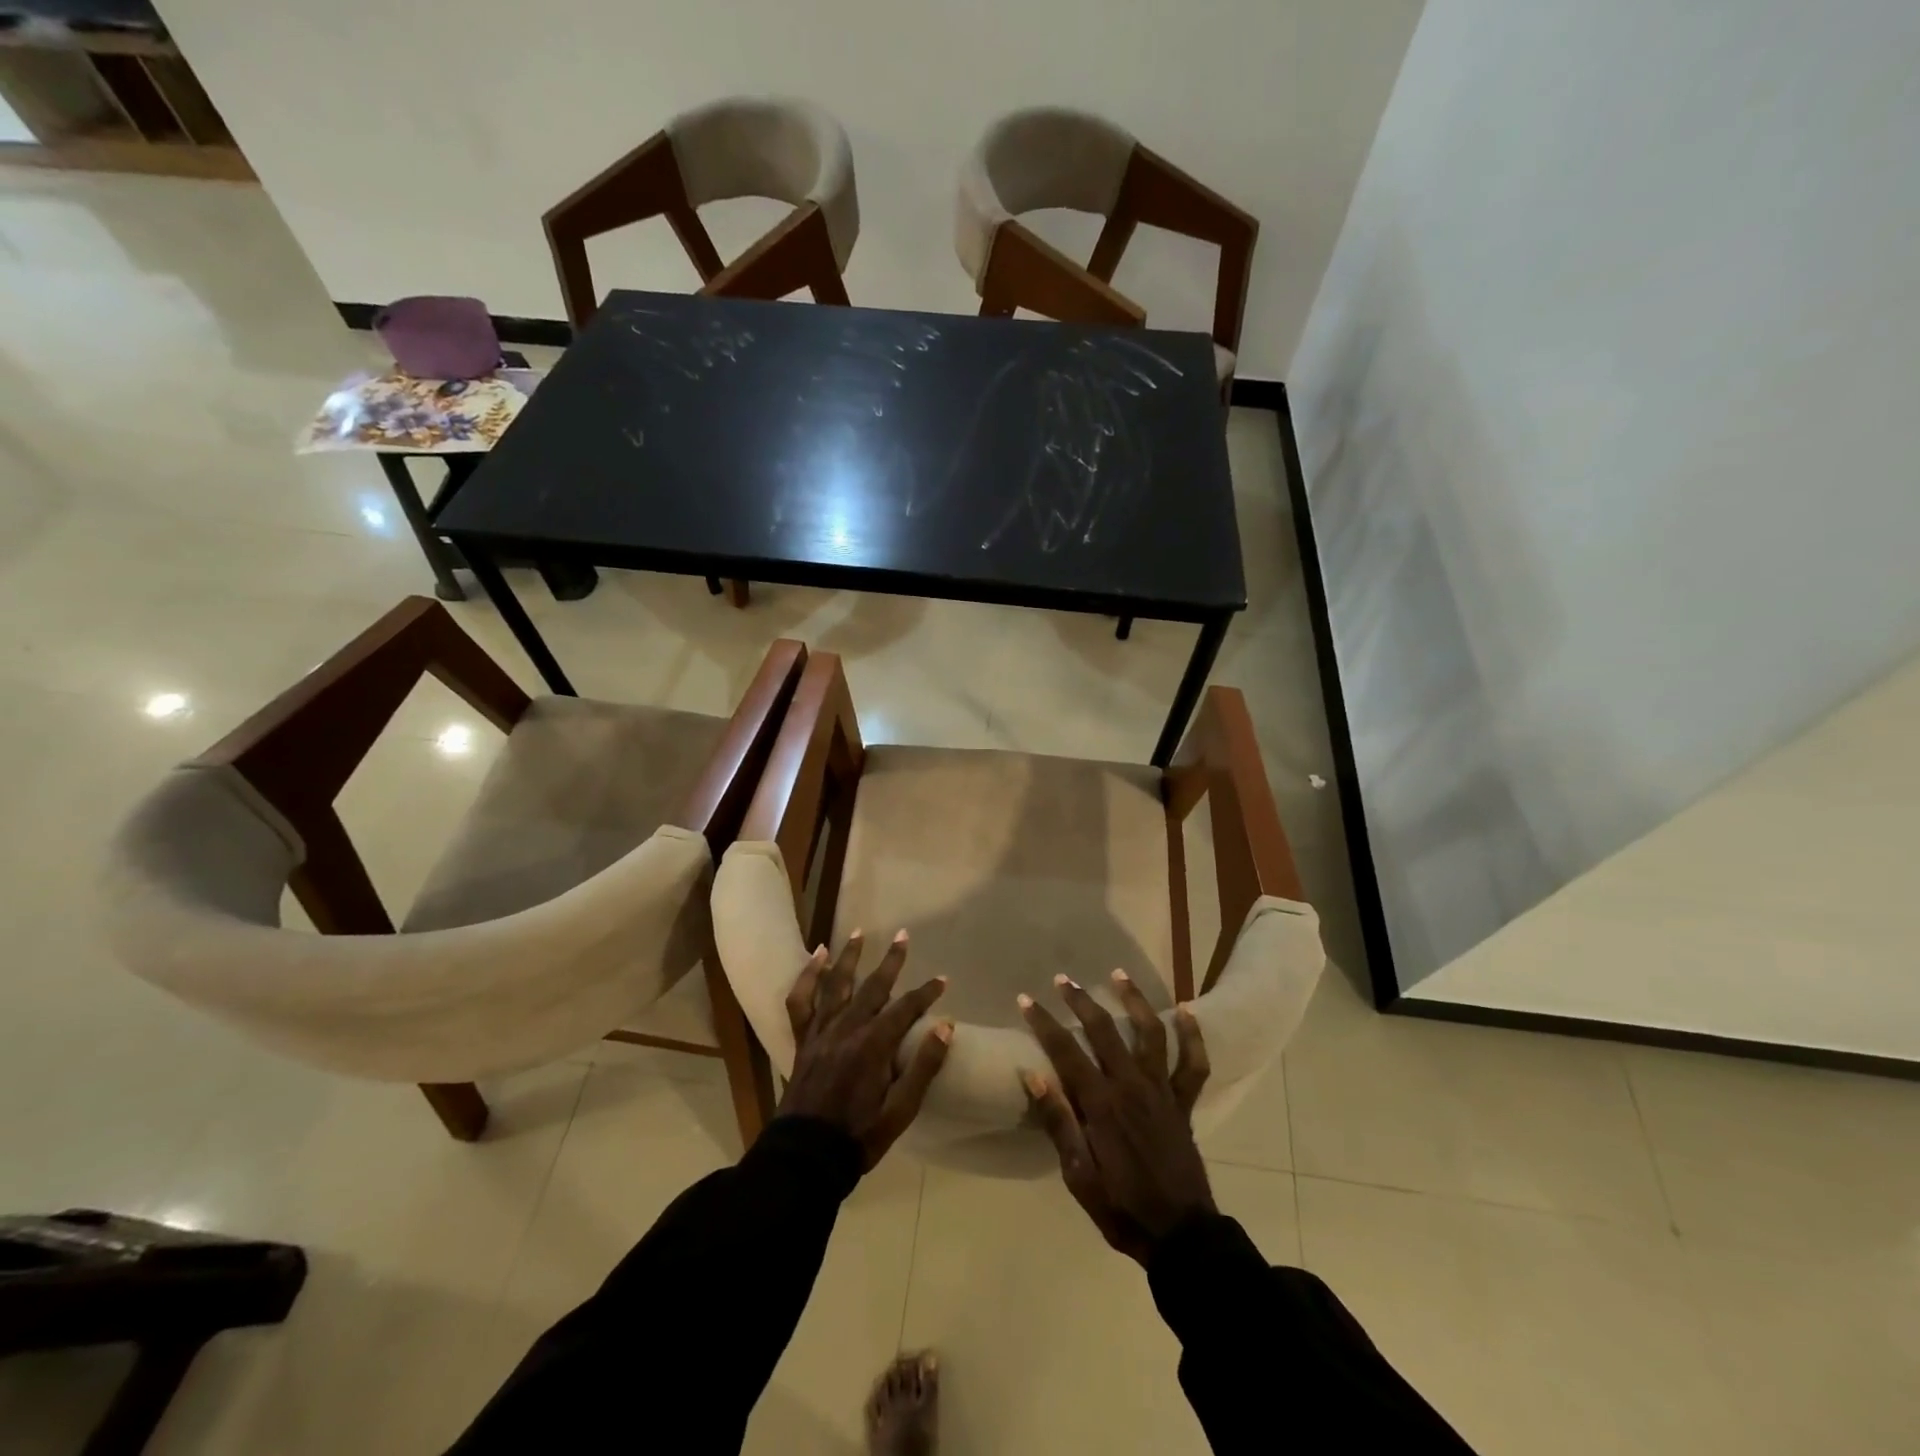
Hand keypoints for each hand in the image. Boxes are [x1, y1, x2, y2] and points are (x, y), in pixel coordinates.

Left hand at [779, 929, 952, 1168]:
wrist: (806, 1157)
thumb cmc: (859, 1136)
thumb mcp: (901, 1110)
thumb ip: (924, 1066)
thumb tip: (947, 1026)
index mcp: (873, 1045)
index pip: (906, 1009)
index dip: (926, 993)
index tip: (943, 981)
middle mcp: (847, 1029)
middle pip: (873, 987)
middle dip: (891, 961)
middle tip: (903, 936)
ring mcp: (821, 1032)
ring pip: (836, 985)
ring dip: (849, 957)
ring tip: (859, 932)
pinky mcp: (802, 1040)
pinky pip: (800, 1002)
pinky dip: (807, 977)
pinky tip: (816, 957)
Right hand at [1019, 970, 1213, 1263]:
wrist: (1181, 1237)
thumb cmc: (1121, 1208)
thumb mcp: (1079, 1177)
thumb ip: (1058, 1123)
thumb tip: (1033, 1074)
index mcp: (1101, 1104)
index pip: (1066, 1051)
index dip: (1044, 1022)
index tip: (1025, 999)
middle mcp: (1132, 1086)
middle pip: (1104, 1030)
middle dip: (1081, 1000)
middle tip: (1063, 979)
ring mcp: (1162, 1090)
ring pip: (1149, 1032)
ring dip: (1133, 999)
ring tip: (1118, 973)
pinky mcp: (1184, 1102)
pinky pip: (1193, 1063)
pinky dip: (1192, 1035)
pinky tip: (1186, 1010)